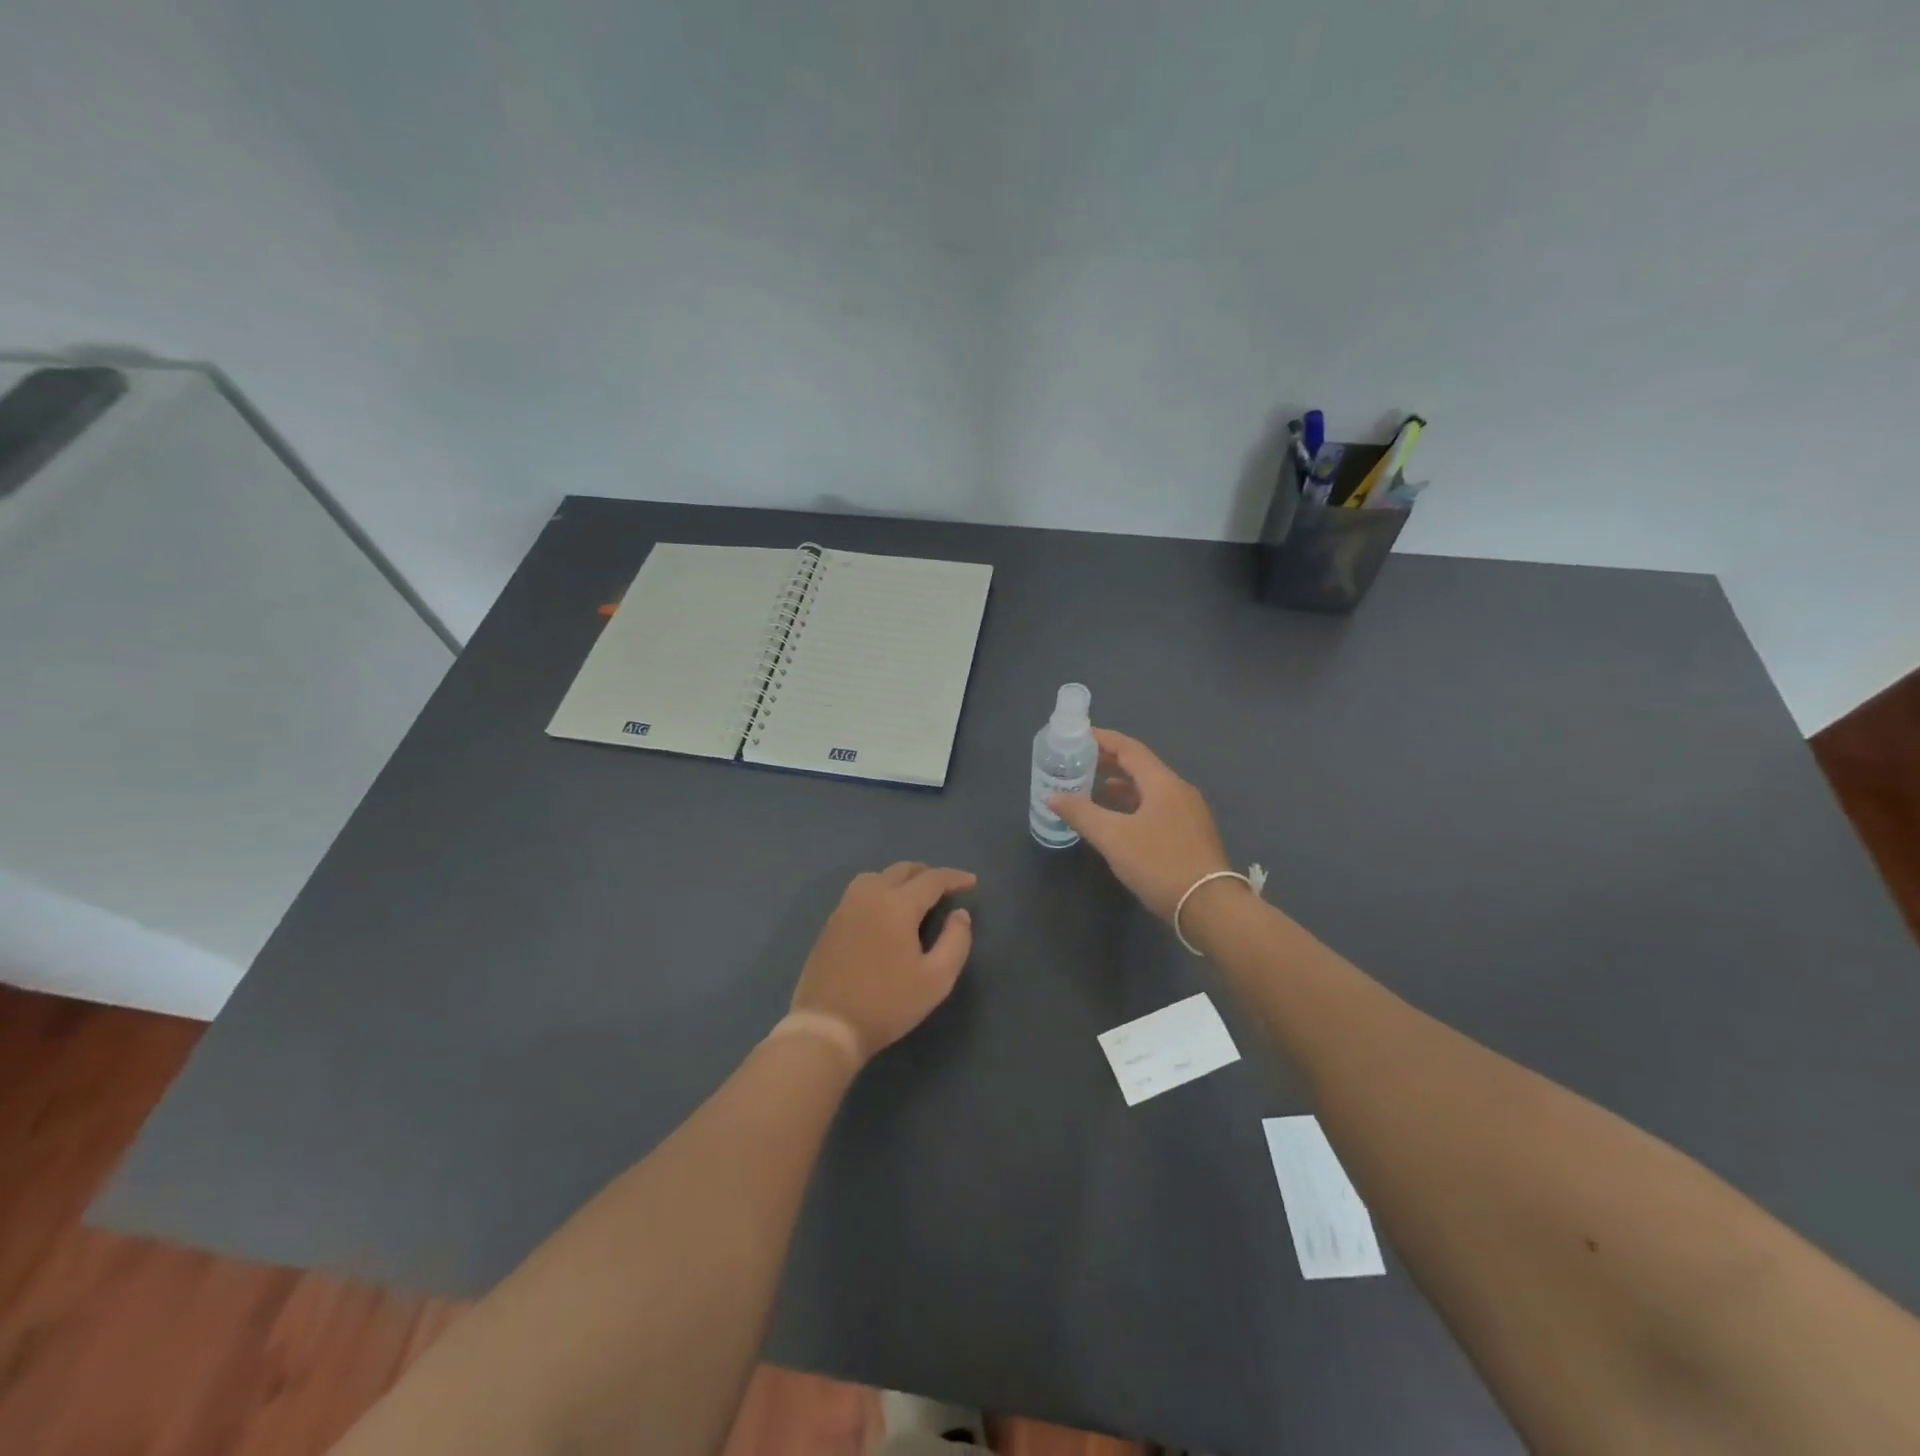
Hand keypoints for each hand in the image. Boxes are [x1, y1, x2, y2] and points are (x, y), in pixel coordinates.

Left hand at [790, 862, 975, 1062]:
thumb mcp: (936, 979)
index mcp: (897, 905)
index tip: (972, 882)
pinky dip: (880, 889)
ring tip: (915, 894)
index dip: (954, 877)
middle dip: (927, 873)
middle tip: (945, 887)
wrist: (828, 1026)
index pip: (932, 879)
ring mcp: (845, 907)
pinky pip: (860, 891)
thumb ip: (956, 941)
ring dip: (900, 878)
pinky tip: (885, 912)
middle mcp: (870, 896)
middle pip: (902, 870)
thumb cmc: (888, 1004)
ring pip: (877, 876)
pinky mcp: (831, 922)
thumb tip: (960, 913)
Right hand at [1049, 729, 1236, 921]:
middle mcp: (1179, 791)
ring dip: (1121, 785)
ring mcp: (1189, 813)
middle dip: (1109, 762)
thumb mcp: (1113, 838)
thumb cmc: (1159, 864)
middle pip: (1141, 766)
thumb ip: (1082, 813)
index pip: (1129, 748)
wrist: (1209, 907)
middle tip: (1080, 762)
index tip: (1077, 737)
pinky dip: (1134, 805)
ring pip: (1150, 789)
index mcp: (1163, 783)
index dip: (1103, 740)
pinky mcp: (1191, 834)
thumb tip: (1053, 796)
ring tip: (1093, 789)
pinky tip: (1119, 821)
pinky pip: (1157, 807)